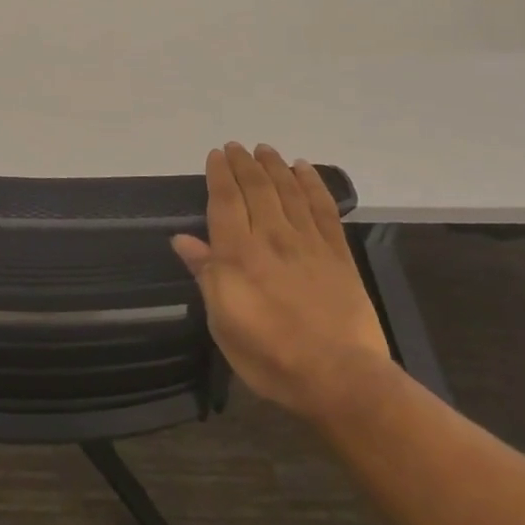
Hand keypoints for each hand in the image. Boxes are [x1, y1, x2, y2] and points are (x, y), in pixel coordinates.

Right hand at [172, 142, 394, 419]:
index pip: (226, 201)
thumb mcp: (223, 323)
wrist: (341, 378)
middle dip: (244, 163)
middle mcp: (272, 237)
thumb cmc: (271, 356)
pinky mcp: (338, 253)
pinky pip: (323, 207)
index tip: (215, 155)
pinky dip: (313, 183)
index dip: (219, 174)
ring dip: (274, 166)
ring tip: (265, 149)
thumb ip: (206, 275)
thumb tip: (183, 240)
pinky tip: (305, 169)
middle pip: (257, 188)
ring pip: (288, 190)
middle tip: (236, 146)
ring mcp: (308, 243)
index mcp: (239, 255)